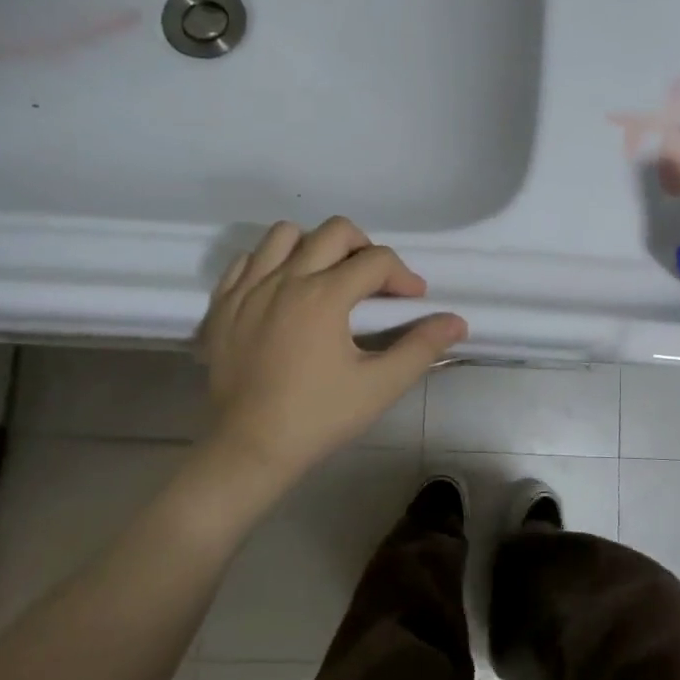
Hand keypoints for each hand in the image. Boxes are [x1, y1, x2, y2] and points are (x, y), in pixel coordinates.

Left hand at [197, 217, 467, 479]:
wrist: (248, 447)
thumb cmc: (318, 417)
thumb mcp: (379, 386)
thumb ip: (421, 348)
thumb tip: (457, 321)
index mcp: (324, 295)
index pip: (376, 260)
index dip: (404, 276)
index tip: (413, 300)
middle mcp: (285, 279)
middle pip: (334, 231)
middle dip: (365, 248)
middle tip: (373, 282)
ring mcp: (248, 288)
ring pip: (284, 235)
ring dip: (314, 246)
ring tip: (326, 277)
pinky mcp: (222, 304)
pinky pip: (247, 260)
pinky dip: (270, 263)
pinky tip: (283, 291)